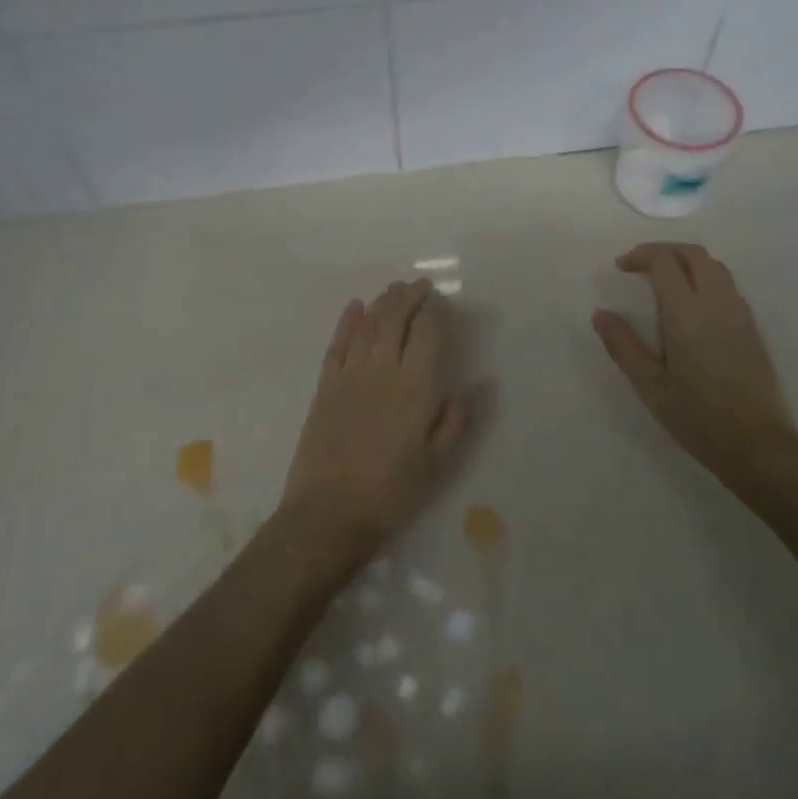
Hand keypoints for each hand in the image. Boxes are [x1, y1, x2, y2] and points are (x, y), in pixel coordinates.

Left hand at [279, 280, 469, 559]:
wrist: (329, 513)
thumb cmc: (391, 492)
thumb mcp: (437, 464)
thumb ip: (455, 421)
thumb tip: (472, 386)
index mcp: (415, 386)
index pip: (428, 332)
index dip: (435, 312)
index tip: (441, 303)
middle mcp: (383, 369)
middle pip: (396, 317)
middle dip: (410, 295)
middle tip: (420, 285)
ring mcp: (350, 374)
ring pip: (368, 323)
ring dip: (383, 301)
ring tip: (395, 289)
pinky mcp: (325, 384)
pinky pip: (338, 342)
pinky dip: (348, 320)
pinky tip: (356, 307)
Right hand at [592, 242, 797, 488]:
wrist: (758, 445)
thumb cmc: (698, 417)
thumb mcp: (650, 386)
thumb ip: (624, 346)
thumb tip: (600, 314)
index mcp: (687, 313)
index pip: (665, 261)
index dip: (641, 256)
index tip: (621, 267)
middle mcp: (716, 303)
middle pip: (693, 254)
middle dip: (664, 250)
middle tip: (639, 265)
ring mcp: (739, 313)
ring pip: (714, 266)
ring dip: (686, 261)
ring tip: (663, 280)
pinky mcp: (752, 327)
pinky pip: (727, 285)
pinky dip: (704, 278)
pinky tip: (690, 304)